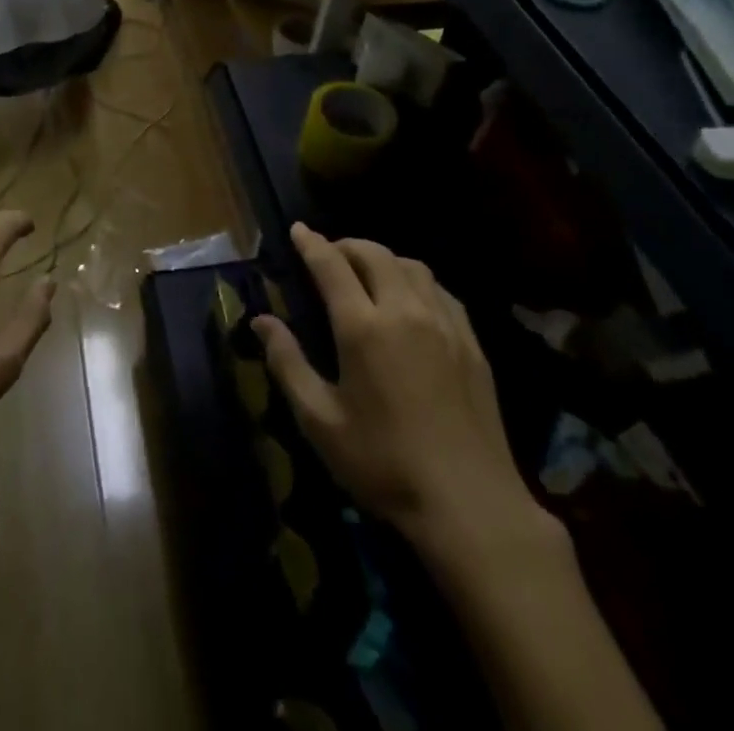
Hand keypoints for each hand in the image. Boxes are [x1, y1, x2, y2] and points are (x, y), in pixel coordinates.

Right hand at [253, 224, 544, 554]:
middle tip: (329, 255)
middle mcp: (404, 311)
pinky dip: (416, 280)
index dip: (311, 243)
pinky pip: (440, 290)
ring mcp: (444, 323)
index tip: (297, 230)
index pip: (331, 265)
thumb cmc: (384, 464)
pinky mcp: (471, 342)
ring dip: (383, 258)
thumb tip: (261, 321)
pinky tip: (412, 300)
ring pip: (411, 265)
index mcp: (363, 327)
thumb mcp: (321, 421)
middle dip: (346, 245)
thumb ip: (287, 363)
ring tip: (368, 273)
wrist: (470, 504)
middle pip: (374, 254)